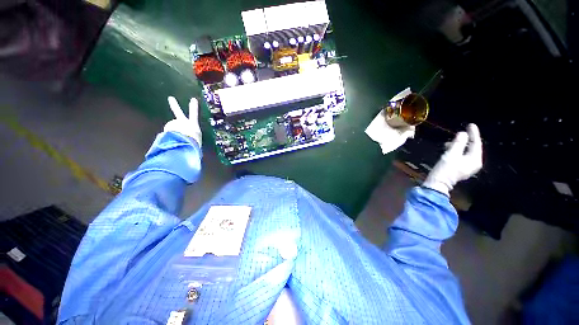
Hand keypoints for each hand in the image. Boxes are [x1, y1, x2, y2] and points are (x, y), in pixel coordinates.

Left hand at [164, 96, 201, 145]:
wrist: (188, 144)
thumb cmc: (195, 144)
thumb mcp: (197, 141)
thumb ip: (192, 139)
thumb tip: (189, 143)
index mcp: (194, 126)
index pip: (194, 114)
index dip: (194, 107)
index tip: (193, 99)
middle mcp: (184, 123)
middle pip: (178, 113)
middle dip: (174, 106)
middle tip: (170, 98)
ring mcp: (175, 125)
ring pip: (172, 129)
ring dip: (173, 134)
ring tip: (177, 141)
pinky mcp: (168, 130)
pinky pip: (167, 134)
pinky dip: (168, 137)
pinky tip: (172, 141)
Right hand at [422, 123, 482, 195]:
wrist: (438, 183)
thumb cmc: (445, 169)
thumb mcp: (451, 154)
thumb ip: (458, 143)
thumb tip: (463, 133)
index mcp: (474, 159)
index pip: (476, 143)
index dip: (473, 133)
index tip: (470, 124)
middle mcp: (474, 163)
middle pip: (472, 148)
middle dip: (465, 140)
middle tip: (458, 133)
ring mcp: (467, 166)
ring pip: (465, 152)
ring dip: (458, 146)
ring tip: (449, 143)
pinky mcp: (460, 168)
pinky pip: (461, 156)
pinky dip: (456, 151)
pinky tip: (448, 150)